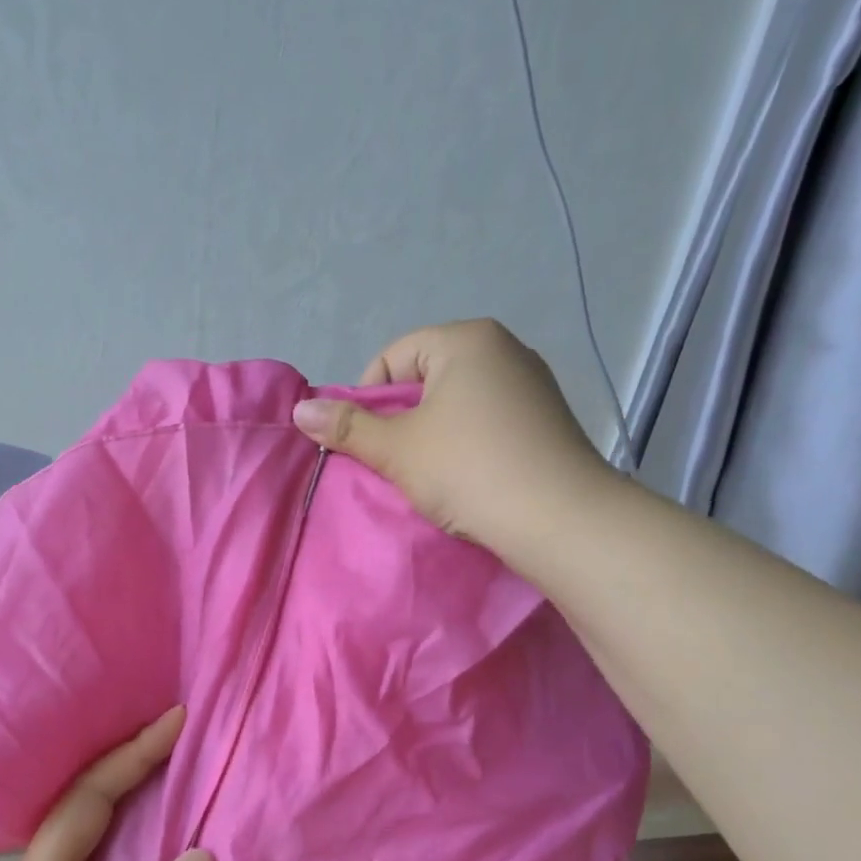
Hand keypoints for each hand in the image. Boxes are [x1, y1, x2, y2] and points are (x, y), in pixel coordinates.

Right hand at [292, 318, 611, 562]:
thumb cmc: (469, 471)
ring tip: (429, 475)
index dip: (367, 400)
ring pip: (456, 402)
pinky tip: (466, 477)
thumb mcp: (397, 449)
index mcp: (466, 339)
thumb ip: (347, 427)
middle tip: (394, 462)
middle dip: (400, 419)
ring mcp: (532, 384)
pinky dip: (466, 444)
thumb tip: (299, 410)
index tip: (368, 443)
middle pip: (425, 378)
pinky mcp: (547, 419)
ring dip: (432, 435)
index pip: (392, 358)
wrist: (560, 520)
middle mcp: (504, 348)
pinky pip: (487, 421)